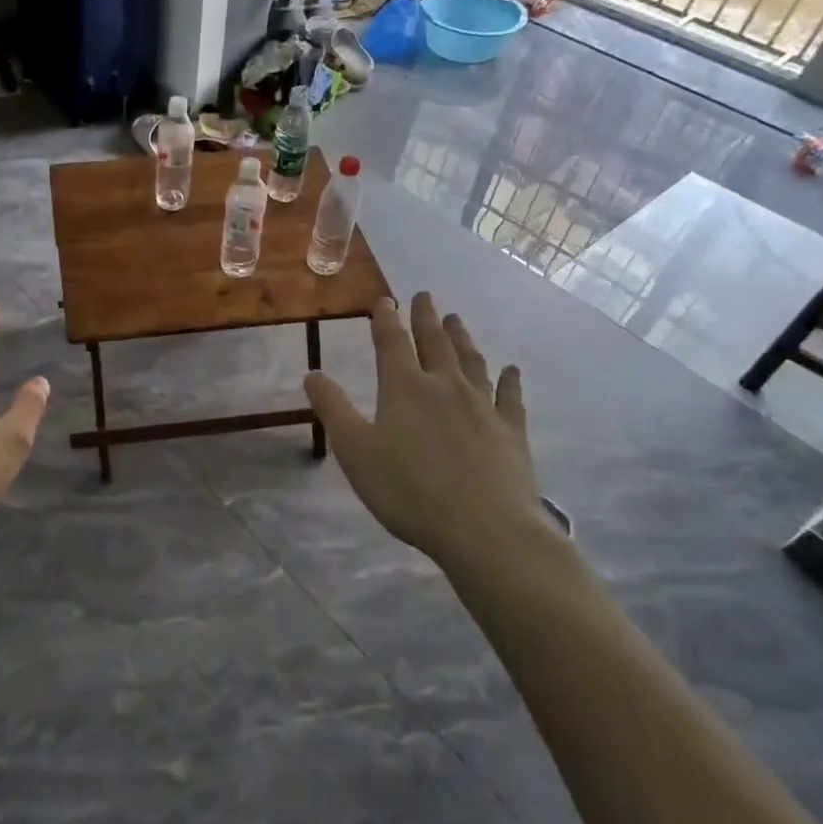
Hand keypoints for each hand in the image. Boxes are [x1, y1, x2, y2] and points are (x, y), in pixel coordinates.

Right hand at [304, 295, 548, 575]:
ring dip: (461, 338)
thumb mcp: (355, 451)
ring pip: (470, 361)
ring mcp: (482, 406)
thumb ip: (333, 409)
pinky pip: (509, 396)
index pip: (391, 343)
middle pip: (434, 343)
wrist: (483, 527)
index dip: (385, 320)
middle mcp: (444, 386)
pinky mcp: (510, 430)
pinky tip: (511, 370)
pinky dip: (509, 380)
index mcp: (403, 388)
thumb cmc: (407, 489)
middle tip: (424, 296)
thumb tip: (312, 373)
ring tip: (456, 319)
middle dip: (425, 318)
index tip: (385, 300)